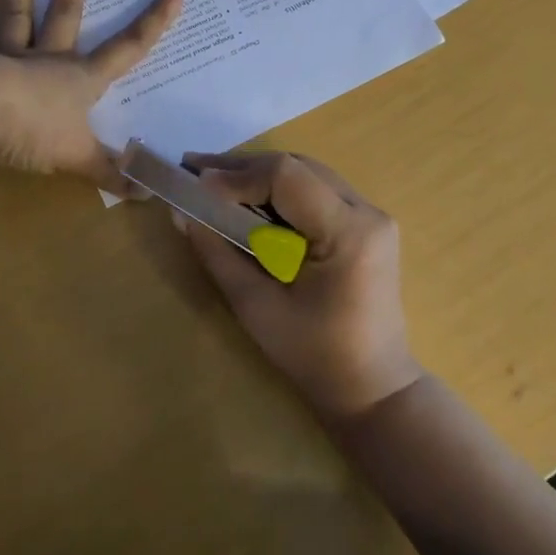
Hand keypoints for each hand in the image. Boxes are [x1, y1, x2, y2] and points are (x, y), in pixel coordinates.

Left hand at [0, 0, 182, 192]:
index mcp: (79, 79)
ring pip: (18, 13)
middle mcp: (46, 59)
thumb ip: (111, 174)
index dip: (153, 23)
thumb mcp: (78, 159)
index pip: (127, 49)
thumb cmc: (33, 131)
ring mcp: (7, 57)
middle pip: (67, 12)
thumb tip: (150, 193)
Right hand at [175, 152, 422, 420]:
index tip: (194, 183)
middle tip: (193, 171)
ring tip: (212, 180)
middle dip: (242, 168)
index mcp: (349, 232)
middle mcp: (367, 212)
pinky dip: (278, 190)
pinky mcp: (364, 224)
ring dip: (258, 175)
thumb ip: (218, 254)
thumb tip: (182, 212)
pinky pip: (315, 190)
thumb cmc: (314, 356)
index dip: (237, 175)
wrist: (372, 387)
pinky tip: (247, 197)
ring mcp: (371, 215)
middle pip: (297, 167)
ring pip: (305, 173)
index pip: (287, 177)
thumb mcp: (256, 307)